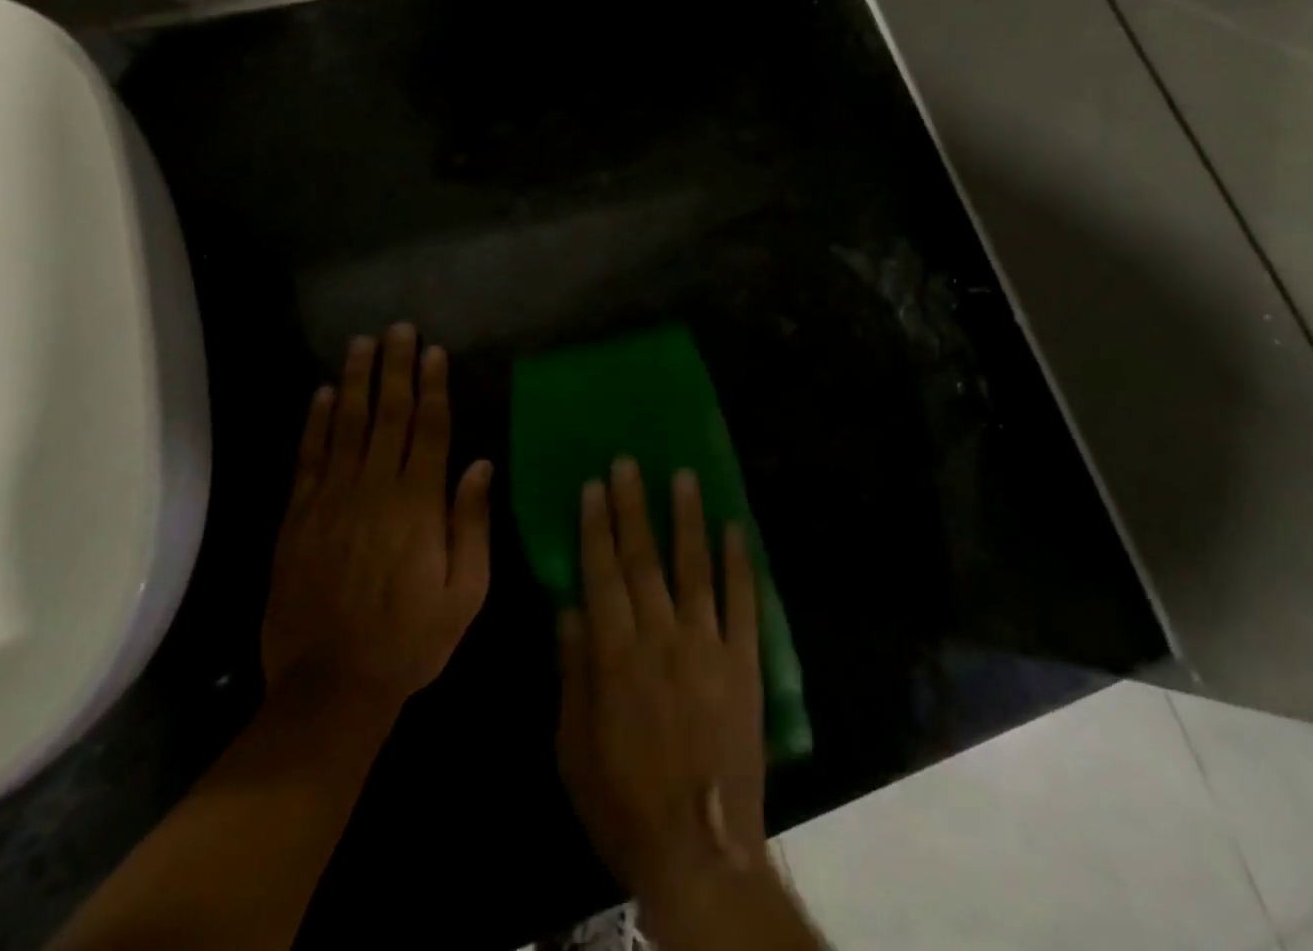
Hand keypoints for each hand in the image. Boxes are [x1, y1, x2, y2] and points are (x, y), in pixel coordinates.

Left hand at [261, 323, 493, 716]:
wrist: (330, 688)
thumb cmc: (411, 640)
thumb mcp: (466, 592)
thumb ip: (473, 523)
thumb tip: (480, 464)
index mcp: (418, 504)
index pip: (430, 429)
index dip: (434, 386)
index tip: (434, 350)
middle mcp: (374, 490)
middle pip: (388, 415)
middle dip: (395, 368)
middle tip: (398, 328)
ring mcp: (331, 501)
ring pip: (345, 426)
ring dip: (354, 382)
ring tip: (361, 344)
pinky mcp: (297, 519)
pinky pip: (308, 459)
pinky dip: (313, 424)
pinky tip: (319, 395)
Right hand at [556, 459, 766, 910]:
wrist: (699, 849)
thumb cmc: (622, 802)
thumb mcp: (573, 746)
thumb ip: (572, 671)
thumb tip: (568, 608)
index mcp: (615, 654)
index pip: (602, 573)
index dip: (596, 527)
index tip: (593, 486)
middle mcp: (661, 635)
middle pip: (644, 558)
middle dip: (634, 506)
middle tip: (629, 462)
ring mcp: (708, 644)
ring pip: (695, 567)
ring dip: (688, 518)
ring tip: (684, 474)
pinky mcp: (744, 661)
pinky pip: (743, 602)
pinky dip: (740, 563)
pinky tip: (735, 528)